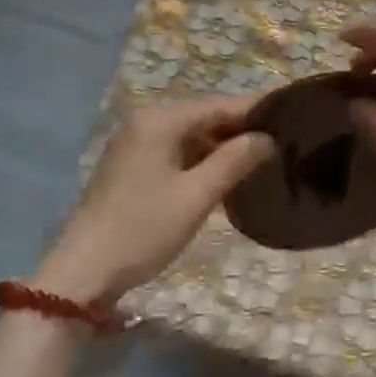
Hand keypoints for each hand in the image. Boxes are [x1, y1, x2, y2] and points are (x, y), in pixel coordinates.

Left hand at [34, 96, 274, 304]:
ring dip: (224, 147)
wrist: (83, 271)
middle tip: (284, 138)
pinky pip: (178, 153)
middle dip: (242, 129)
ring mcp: (137, 145)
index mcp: (161, 120)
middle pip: (205, 118)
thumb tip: (266, 138)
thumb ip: (234, 161)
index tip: (292, 111)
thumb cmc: (143, 229)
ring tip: (265, 157)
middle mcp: (147, 122)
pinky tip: (228, 175)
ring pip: (192, 137)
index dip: (256, 109)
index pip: (219, 105)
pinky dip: (203, 161)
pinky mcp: (133, 167)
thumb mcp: (196, 196)